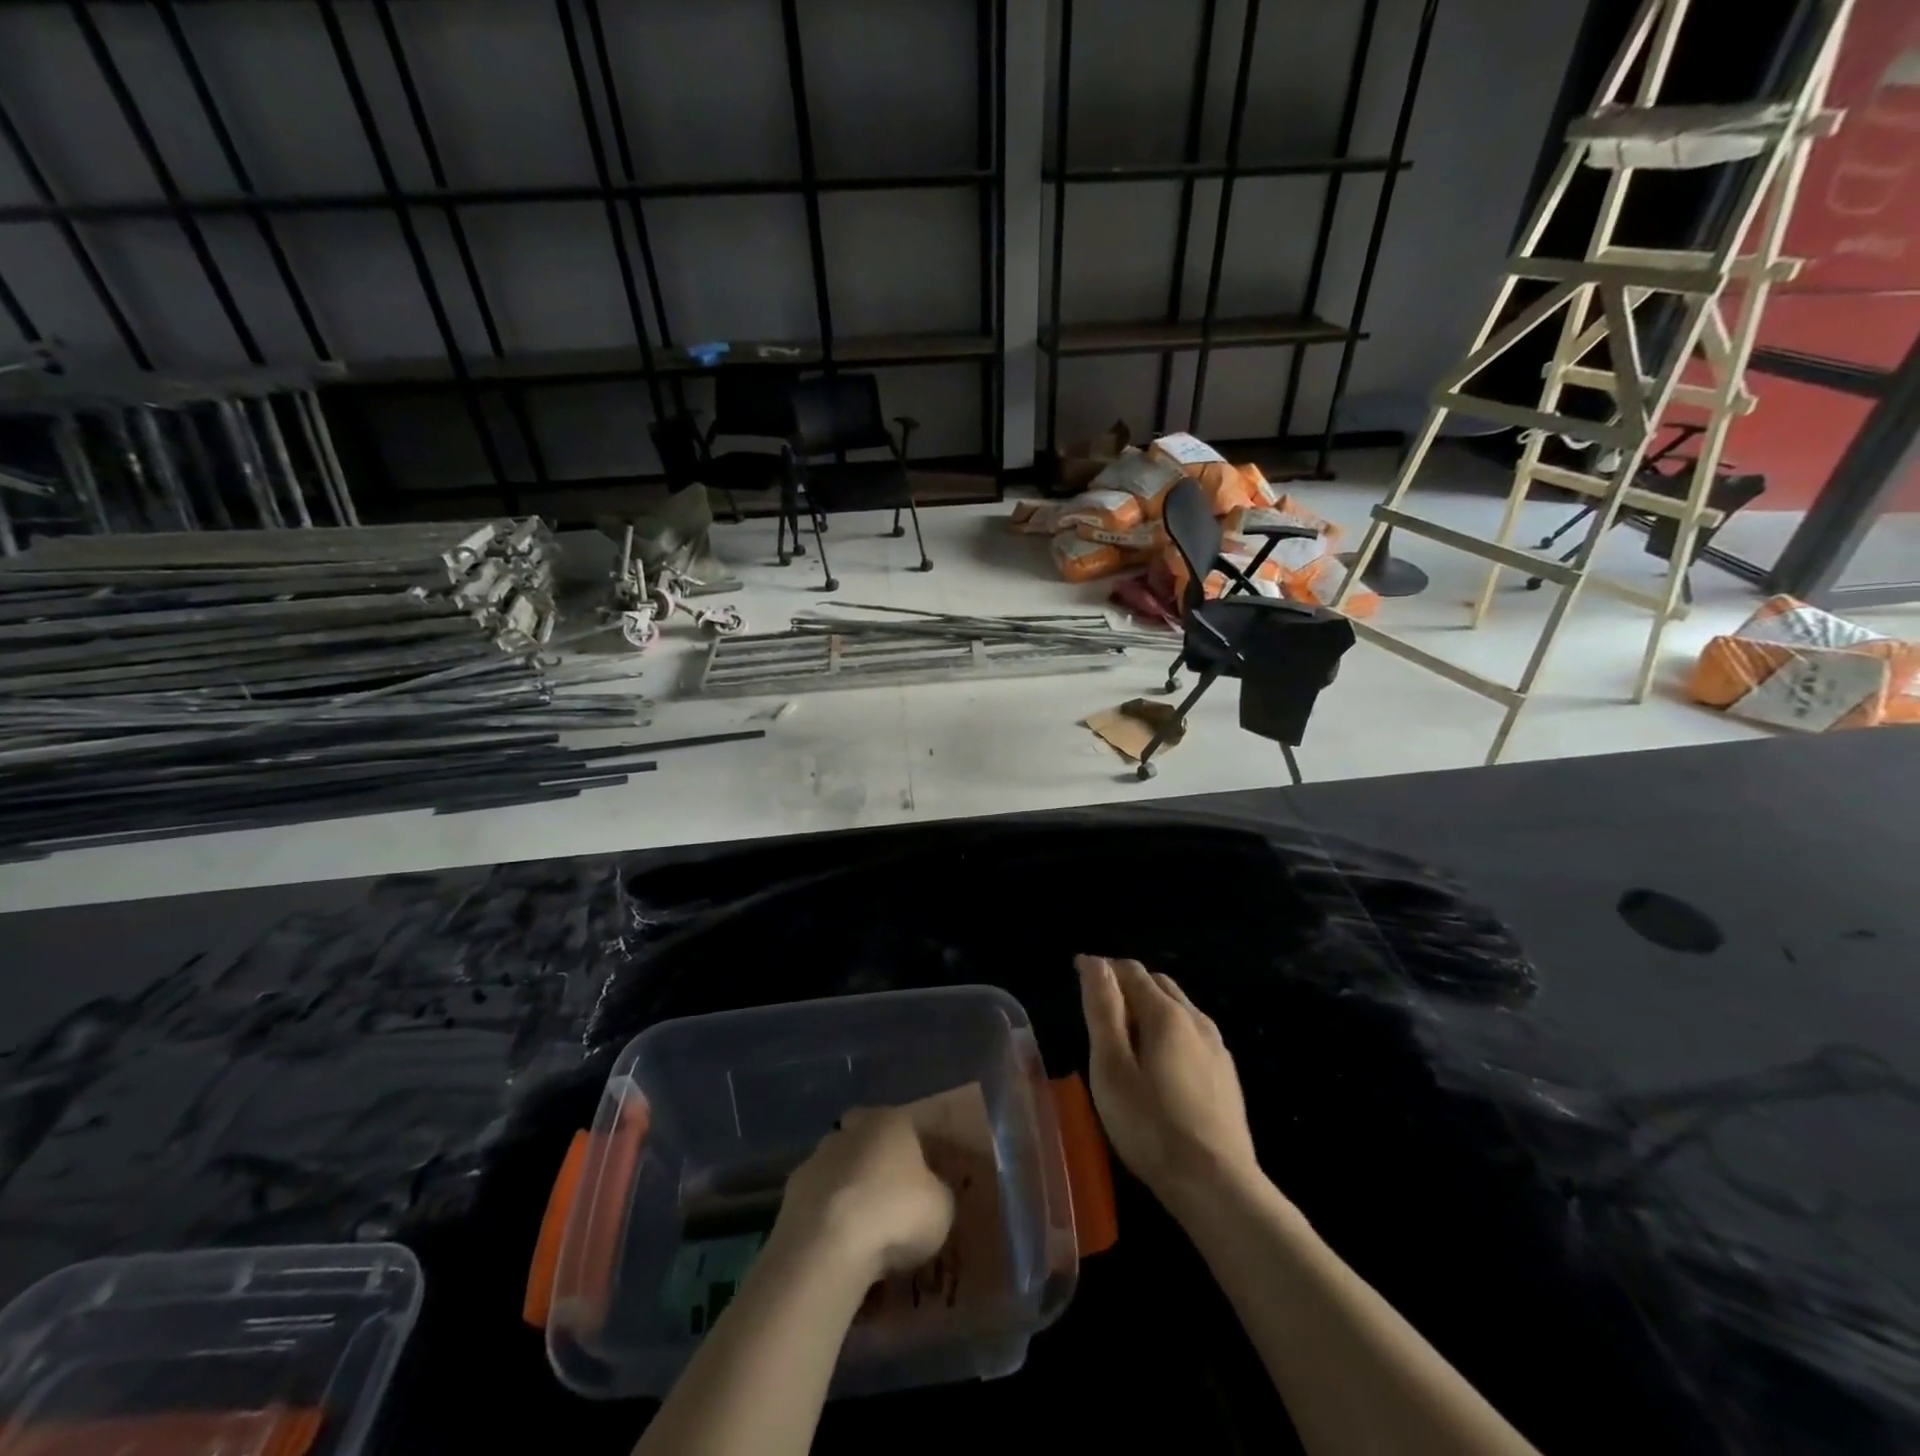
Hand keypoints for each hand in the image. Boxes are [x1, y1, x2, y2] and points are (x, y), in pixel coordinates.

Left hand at [772, 1106, 955, 1285]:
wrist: (829, 1246)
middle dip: (875, 1166)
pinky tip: (838, 1249)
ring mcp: (816, 1159)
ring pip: (839, 1171)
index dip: (915, 1154)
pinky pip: (818, 1205)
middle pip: (867, 1142)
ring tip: (862, 1234)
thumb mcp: (941, 1207)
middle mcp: (852, 1130)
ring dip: (848, 1193)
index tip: (922, 1183)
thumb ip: (937, 1193)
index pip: (907, 1127)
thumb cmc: (896, 1214)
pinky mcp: (790, 1195)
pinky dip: (827, 1221)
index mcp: (891, 1121)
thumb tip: (929, 1195)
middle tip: (890, 1203)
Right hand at [1077, 954, 1260, 1210]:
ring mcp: (1217, 1047)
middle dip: (1127, 983)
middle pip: (1158, 983)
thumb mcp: (1112, 1067)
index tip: (1077, 972)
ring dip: (1150, 1006)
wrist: (1218, 1186)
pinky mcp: (1227, 1074)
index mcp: (1165, 1014)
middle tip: (1099, 1006)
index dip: (1102, 967)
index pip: (1130, 970)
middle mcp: (1196, 1019)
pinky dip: (1170, 1030)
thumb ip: (1103, 1011)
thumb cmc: (1151, 1126)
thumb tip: (1095, 963)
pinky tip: (1160, 1061)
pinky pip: (1193, 1033)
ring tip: (1126, 1033)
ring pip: (1179, 1007)